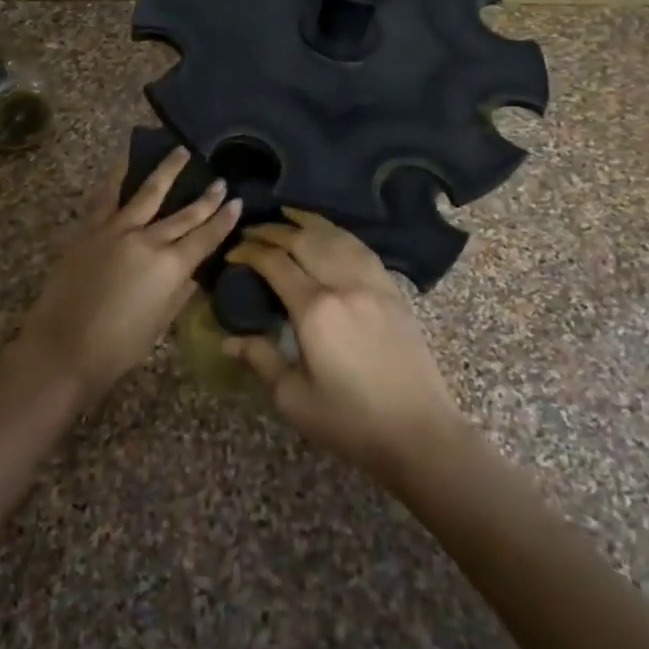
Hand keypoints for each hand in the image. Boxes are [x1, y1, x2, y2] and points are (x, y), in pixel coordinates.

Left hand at [14, 150, 241, 407]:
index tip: (237, 201)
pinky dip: (118, 173)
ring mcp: (117, 229)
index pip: (206, 237)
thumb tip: (191, 272)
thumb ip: (179, 292)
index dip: (224, 219)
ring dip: (167, 170)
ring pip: (148, 192)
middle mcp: (148, 240)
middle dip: (206, 197)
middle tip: (221, 179)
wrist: (63, 347)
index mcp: (171, 267)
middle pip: (184, 214)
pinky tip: (126, 157)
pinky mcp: (90, 228)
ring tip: (181, 150)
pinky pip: (107, 194)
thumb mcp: (160, 323)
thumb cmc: (117, 347)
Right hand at [224, 210, 470, 483]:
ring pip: (335, 236)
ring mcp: (373, 283)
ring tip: (286, 214)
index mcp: (316, 310)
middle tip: (251, 231)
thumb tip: (229, 339)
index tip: (232, 253)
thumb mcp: (295, 399)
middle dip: (272, 230)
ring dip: (307, 221)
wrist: (419, 433)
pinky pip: (361, 248)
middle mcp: (344, 285)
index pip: (275, 263)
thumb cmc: (351, 423)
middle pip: (303, 240)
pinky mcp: (393, 290)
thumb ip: (261, 360)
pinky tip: (329, 233)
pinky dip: (339, 233)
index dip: (250, 252)